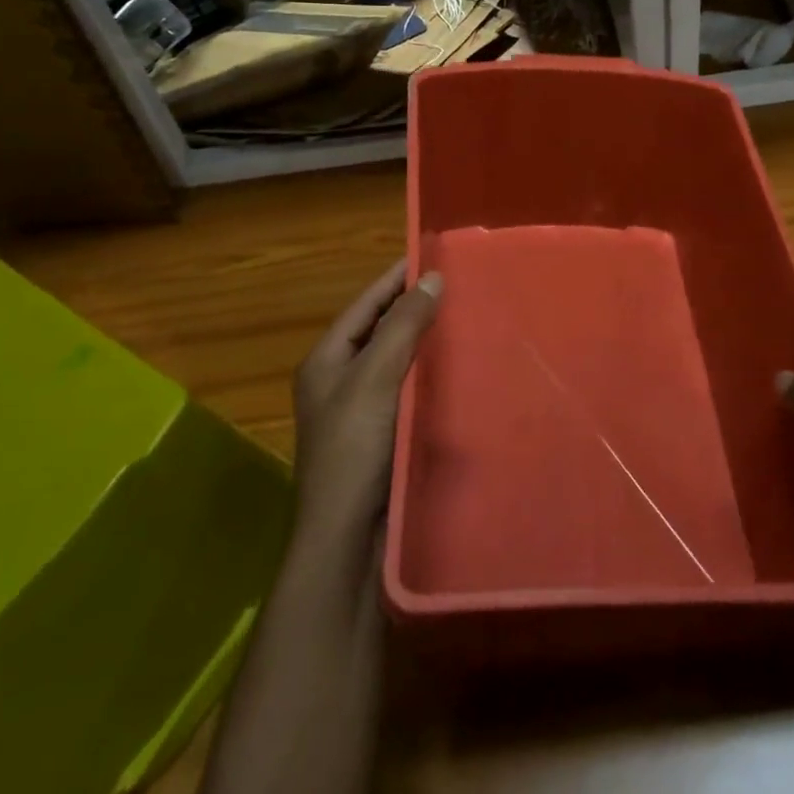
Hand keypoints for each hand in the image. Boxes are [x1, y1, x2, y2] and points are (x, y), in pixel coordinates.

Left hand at [293, 259, 441, 542]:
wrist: (348, 539)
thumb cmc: (354, 448)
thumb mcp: (375, 377)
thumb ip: (402, 325)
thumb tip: (431, 278)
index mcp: (327, 360)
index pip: (365, 304)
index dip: (396, 278)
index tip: (433, 254)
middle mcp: (340, 380)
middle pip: (381, 329)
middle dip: (415, 306)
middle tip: (460, 284)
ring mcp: (362, 410)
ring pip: (397, 359)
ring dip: (425, 340)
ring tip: (467, 317)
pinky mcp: (384, 435)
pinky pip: (408, 389)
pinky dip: (430, 373)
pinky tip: (460, 367)